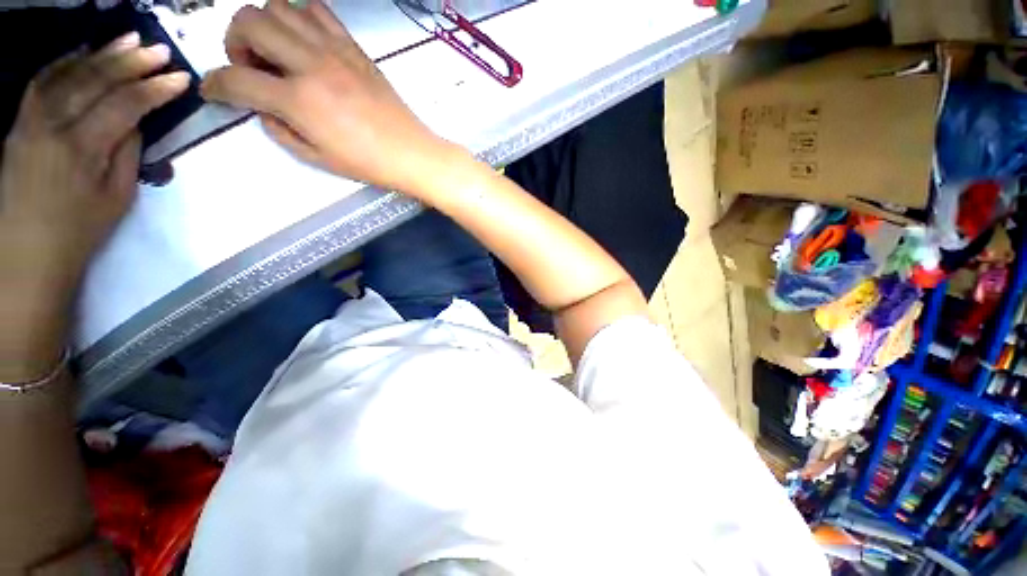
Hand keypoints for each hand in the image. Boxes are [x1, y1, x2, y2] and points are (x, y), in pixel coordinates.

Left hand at [0, 33, 187, 379]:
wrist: (29, 253)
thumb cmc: (81, 231)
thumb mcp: (118, 197)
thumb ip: (127, 153)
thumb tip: (136, 121)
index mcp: (81, 149)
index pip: (124, 106)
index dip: (155, 89)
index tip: (182, 78)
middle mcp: (52, 126)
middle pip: (95, 81)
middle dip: (131, 62)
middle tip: (160, 50)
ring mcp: (30, 120)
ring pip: (69, 73)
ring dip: (101, 54)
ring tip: (129, 39)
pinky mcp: (19, 123)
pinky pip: (43, 81)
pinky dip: (66, 62)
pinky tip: (85, 52)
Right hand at [201, 0, 458, 197]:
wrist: (410, 153)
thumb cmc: (367, 163)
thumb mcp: (316, 157)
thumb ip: (279, 130)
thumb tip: (263, 108)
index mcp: (298, 100)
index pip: (234, 78)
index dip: (213, 84)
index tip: (212, 91)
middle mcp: (310, 64)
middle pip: (247, 20)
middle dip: (234, 42)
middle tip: (251, 68)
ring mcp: (334, 50)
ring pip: (279, 5)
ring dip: (265, 25)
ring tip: (277, 53)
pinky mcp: (354, 47)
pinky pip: (317, 9)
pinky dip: (300, 16)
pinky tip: (304, 41)